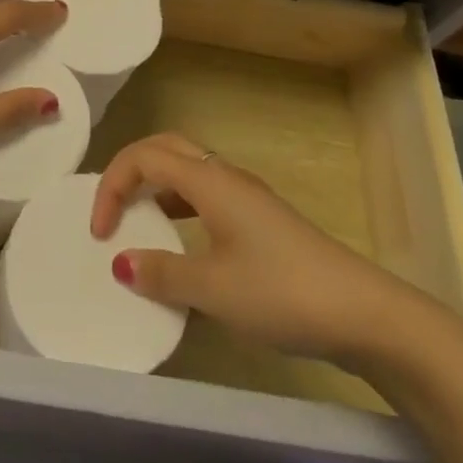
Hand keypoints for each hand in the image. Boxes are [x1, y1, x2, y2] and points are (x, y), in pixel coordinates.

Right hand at [92, 133, 451, 371]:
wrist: (362, 312)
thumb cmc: (281, 292)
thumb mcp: (214, 289)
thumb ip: (163, 273)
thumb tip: (121, 263)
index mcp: (209, 179)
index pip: (145, 157)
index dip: (113, 185)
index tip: (99, 232)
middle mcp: (225, 175)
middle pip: (166, 149)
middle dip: (131, 171)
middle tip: (112, 209)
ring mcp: (247, 196)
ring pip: (188, 170)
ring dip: (156, 187)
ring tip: (138, 224)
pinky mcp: (261, 219)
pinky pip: (206, 195)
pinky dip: (180, 207)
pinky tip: (182, 245)